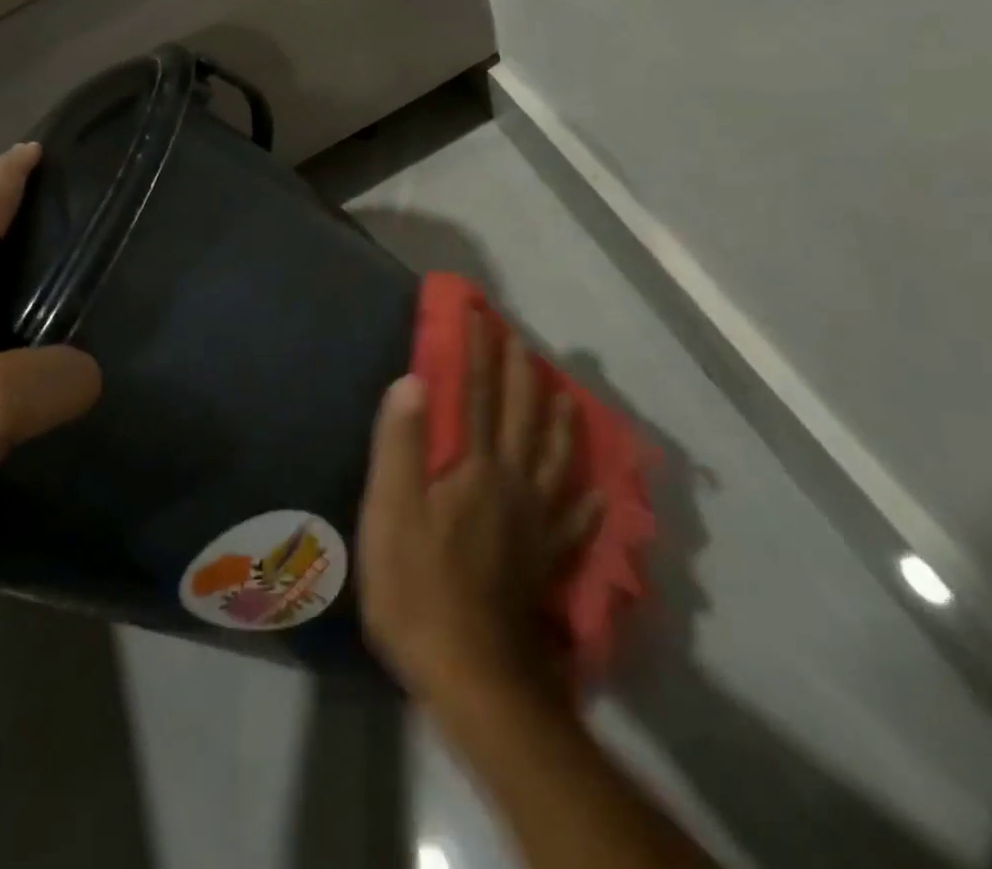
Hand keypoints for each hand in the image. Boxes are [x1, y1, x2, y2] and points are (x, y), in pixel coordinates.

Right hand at [357, 316, 600, 710]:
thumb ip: (401, 445)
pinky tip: (600, 493)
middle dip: (520, 373)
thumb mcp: (391, 513)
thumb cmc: (420, 591)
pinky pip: (575, 523)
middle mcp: (514, 484)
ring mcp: (538, 525)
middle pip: (522, 417)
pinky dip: (588, 502)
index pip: (476, 395)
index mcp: (475, 468)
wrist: (475, 677)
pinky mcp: (548, 563)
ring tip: (568, 396)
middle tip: (520, 339)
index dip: (477, 352)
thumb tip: (413, 379)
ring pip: (557, 460)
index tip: (478, 314)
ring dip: (560, 422)